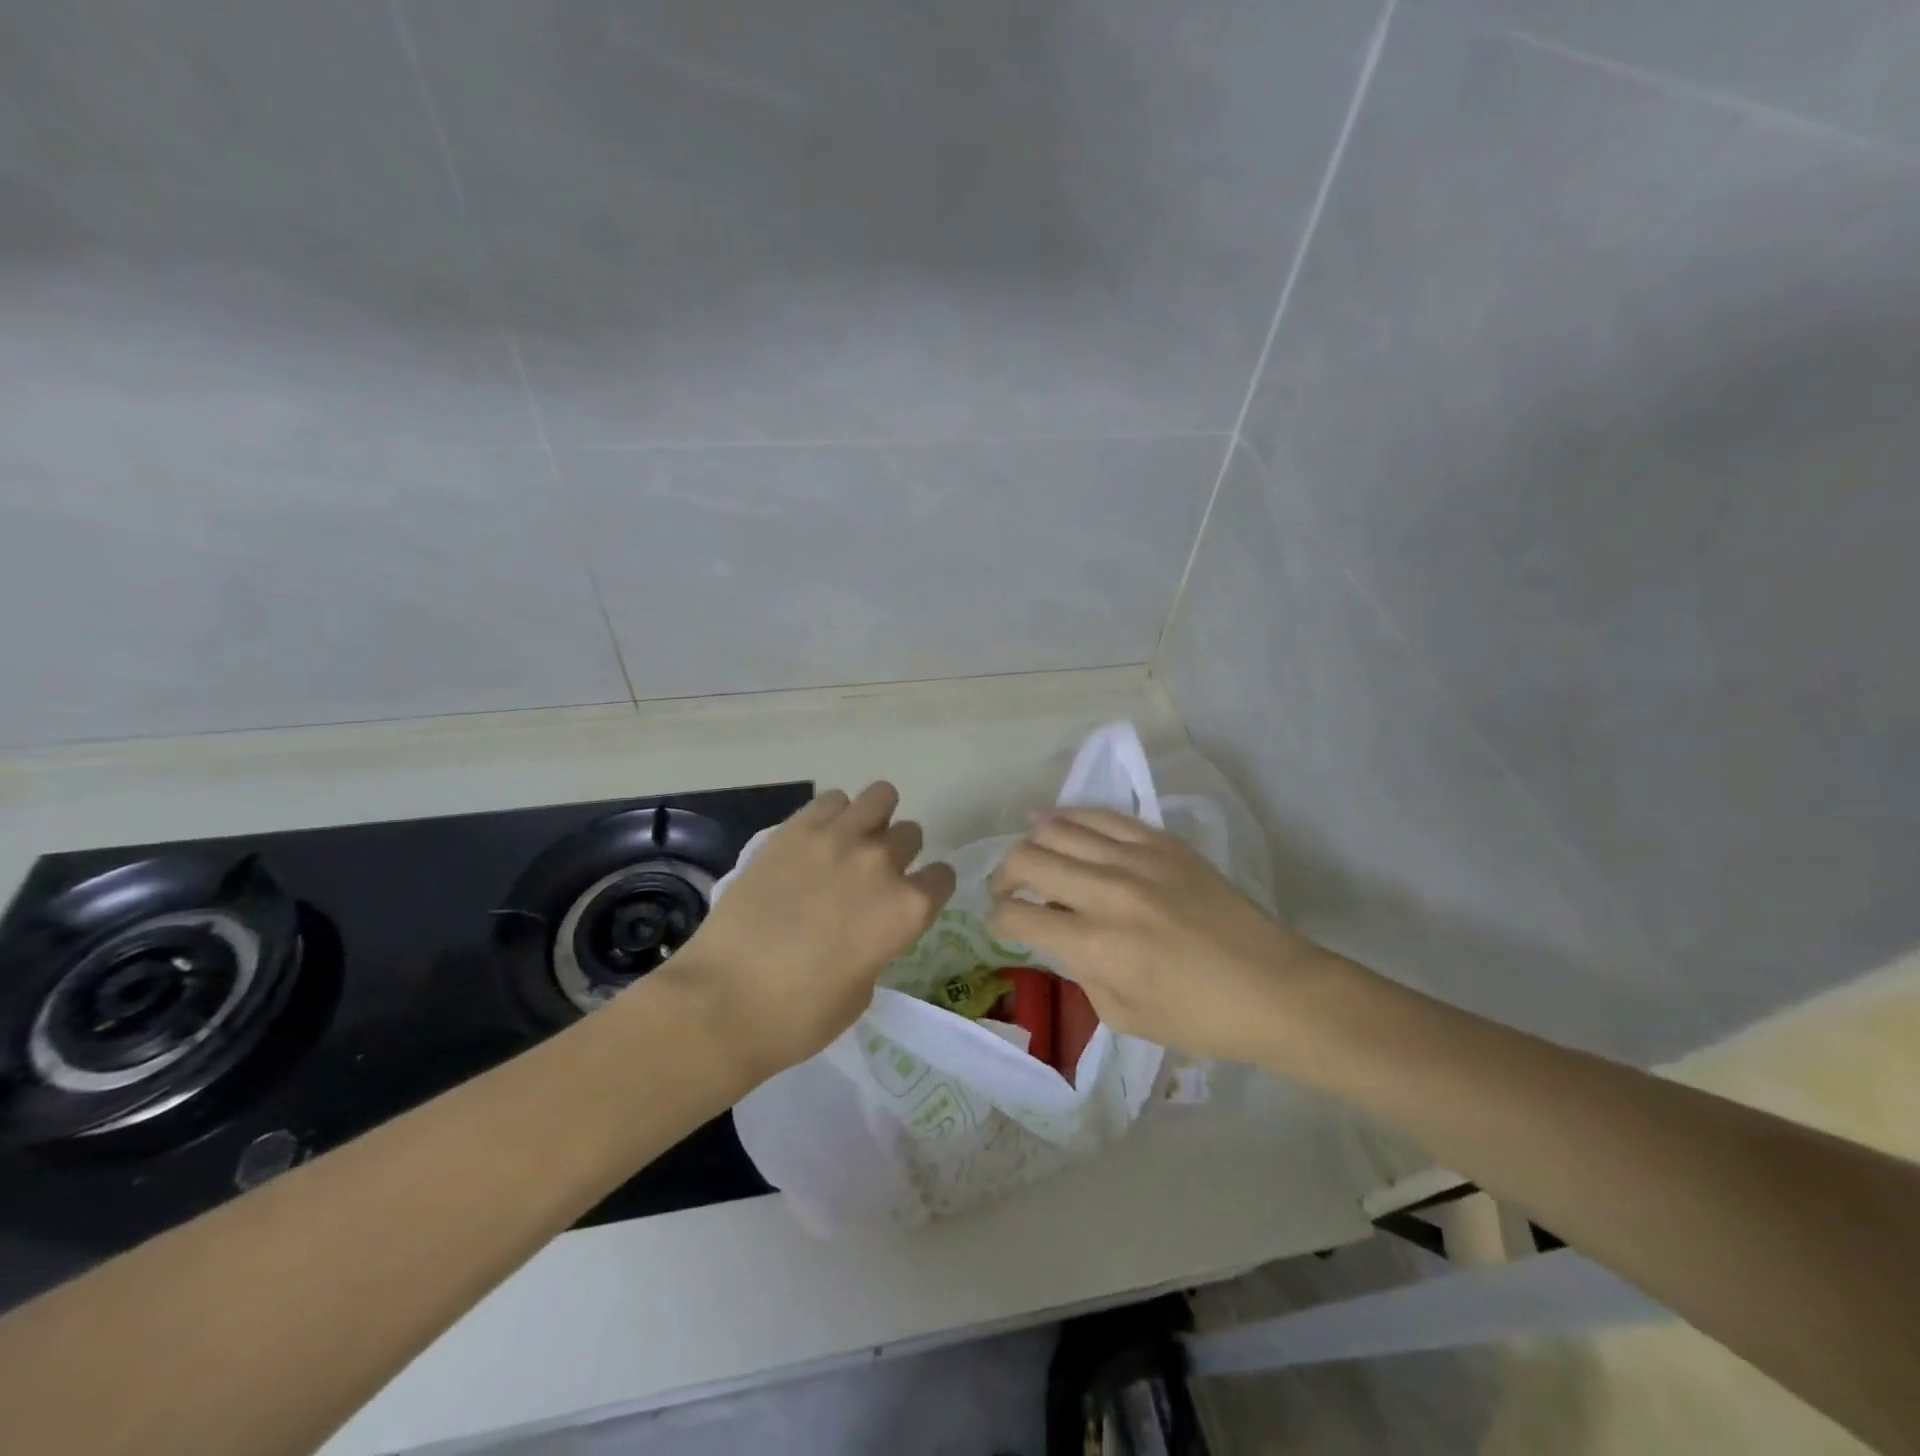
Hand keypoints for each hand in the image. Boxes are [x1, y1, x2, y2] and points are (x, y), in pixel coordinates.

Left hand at [667, 782, 956, 1080]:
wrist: (723, 999)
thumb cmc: (799, 1015)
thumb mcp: (862, 989)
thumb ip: (877, 944)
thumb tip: (865, 926)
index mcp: (907, 908)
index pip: (942, 877)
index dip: (928, 890)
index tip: (909, 901)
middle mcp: (881, 863)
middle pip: (911, 834)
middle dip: (899, 854)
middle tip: (870, 877)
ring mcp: (837, 839)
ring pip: (880, 797)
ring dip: (873, 819)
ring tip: (850, 842)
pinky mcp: (795, 829)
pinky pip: (832, 800)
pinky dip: (833, 815)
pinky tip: (816, 840)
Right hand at [988, 808, 1340, 1066]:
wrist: (1274, 988)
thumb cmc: (1200, 1018)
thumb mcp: (1123, 1016)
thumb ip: (1080, 973)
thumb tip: (1060, 938)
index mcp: (1096, 946)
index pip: (1019, 915)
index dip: (998, 919)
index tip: (1002, 924)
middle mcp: (1108, 893)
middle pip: (1028, 859)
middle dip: (1003, 875)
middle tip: (1006, 889)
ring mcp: (1137, 859)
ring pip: (1059, 827)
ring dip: (1032, 841)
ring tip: (1029, 854)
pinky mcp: (1162, 842)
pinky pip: (1103, 815)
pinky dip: (1070, 816)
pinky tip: (1056, 821)